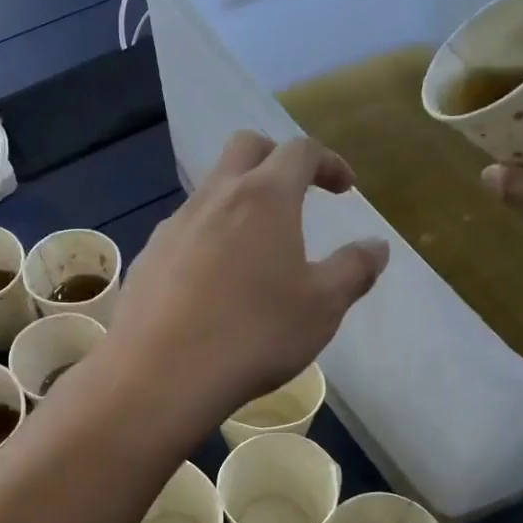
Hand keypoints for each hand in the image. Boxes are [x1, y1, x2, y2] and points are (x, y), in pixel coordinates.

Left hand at [108, 132, 389, 427]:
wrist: (160, 374)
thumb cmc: (254, 334)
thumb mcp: (322, 307)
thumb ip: (354, 269)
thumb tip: (376, 246)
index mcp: (264, 197)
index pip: (300, 151)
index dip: (328, 161)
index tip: (344, 188)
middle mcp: (214, 197)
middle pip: (245, 148)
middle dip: (276, 158)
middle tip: (296, 191)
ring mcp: (173, 226)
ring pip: (209, 191)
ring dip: (238, 202)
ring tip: (255, 247)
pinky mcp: (146, 257)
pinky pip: (183, 231)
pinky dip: (207, 239)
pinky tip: (212, 284)